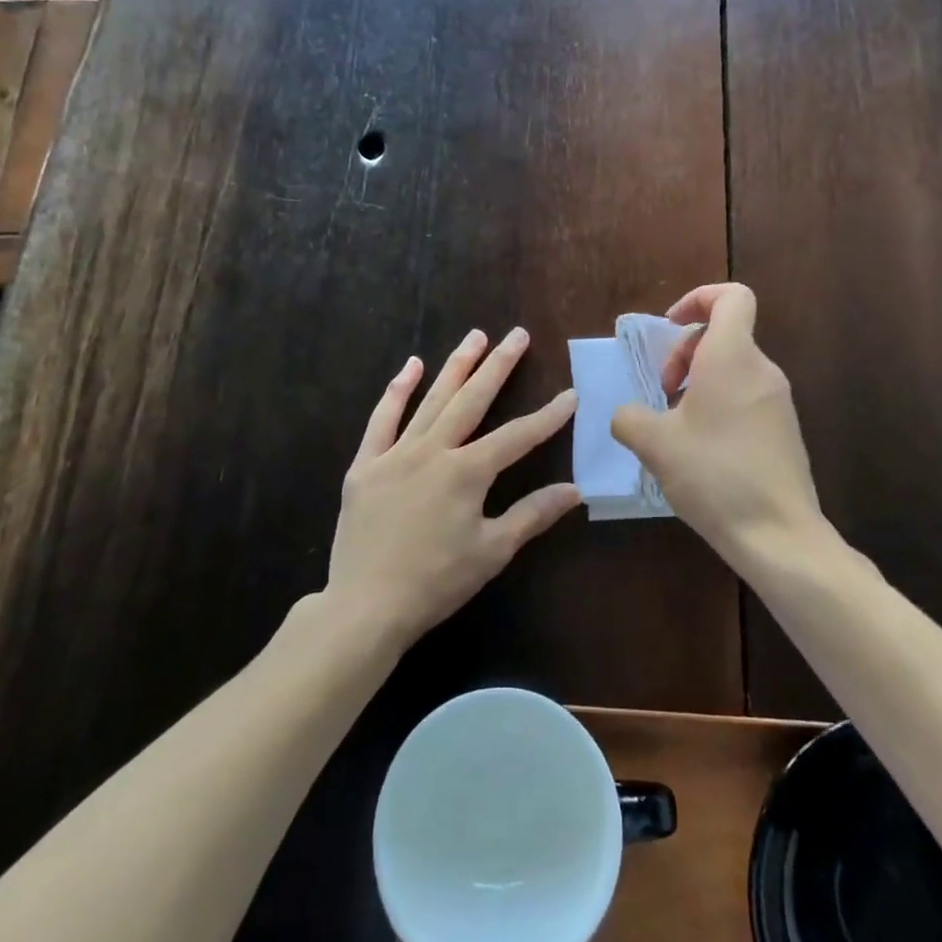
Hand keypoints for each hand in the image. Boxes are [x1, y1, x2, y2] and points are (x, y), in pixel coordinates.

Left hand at [327, 328, 579, 648]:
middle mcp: (433, 450)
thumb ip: (532, 515)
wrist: (366, 607)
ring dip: (456, 366)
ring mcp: (396, 453)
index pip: (517, 436)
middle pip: (472, 400)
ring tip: (476, 336)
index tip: (570, 395)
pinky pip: (382, 419)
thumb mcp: (492, 552)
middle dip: (499, 366)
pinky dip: (397, 391)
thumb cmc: (436, 582)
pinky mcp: (366, 464)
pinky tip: (411, 366)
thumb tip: (574, 490)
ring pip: (432, 400)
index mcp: (467, 472)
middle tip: (517, 335)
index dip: (547, 417)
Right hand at [611, 285, 826, 574]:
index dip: (697, 299)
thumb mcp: (654, 444)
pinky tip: (700, 450)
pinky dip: (717, 406)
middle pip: (723, 335)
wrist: (779, 536)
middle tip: (663, 394)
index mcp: (732, 357)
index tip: (669, 327)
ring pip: (732, 368)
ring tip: (676, 427)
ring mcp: (778, 401)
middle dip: (683, 354)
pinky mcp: (784, 430)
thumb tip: (627, 415)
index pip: (732, 297)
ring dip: (697, 384)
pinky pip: (745, 397)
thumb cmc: (714, 475)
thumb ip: (629, 417)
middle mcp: (761, 369)